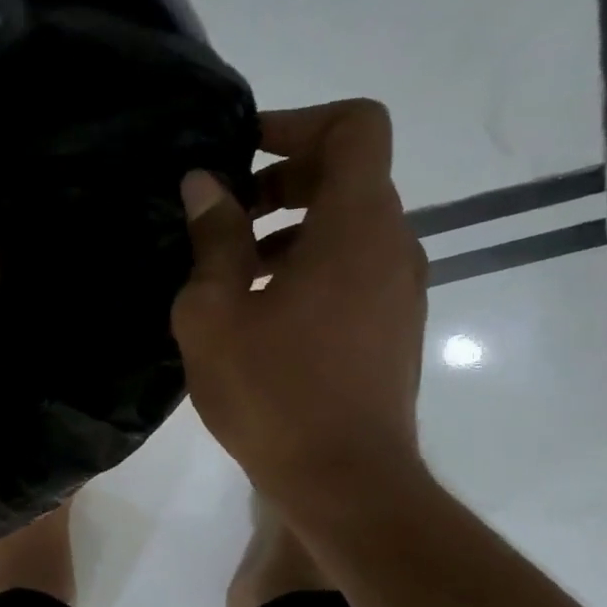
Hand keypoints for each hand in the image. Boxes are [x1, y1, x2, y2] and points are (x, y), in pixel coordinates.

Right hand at [171, 99, 426, 499]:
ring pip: (349, 226)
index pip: (355, 126)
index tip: (241, 152)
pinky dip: (309, 266)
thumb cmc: (274, 393)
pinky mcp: (395, 326)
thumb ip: (212, 239)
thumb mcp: (216, 314)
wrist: (346, 483)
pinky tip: (259, 313)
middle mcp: (394, 245)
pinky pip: (354, 268)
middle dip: (281, 180)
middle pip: (349, 175)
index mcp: (357, 226)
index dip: (296, 123)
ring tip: (230, 272)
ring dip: (290, 229)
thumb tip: (205, 184)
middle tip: (222, 216)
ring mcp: (402, 289)